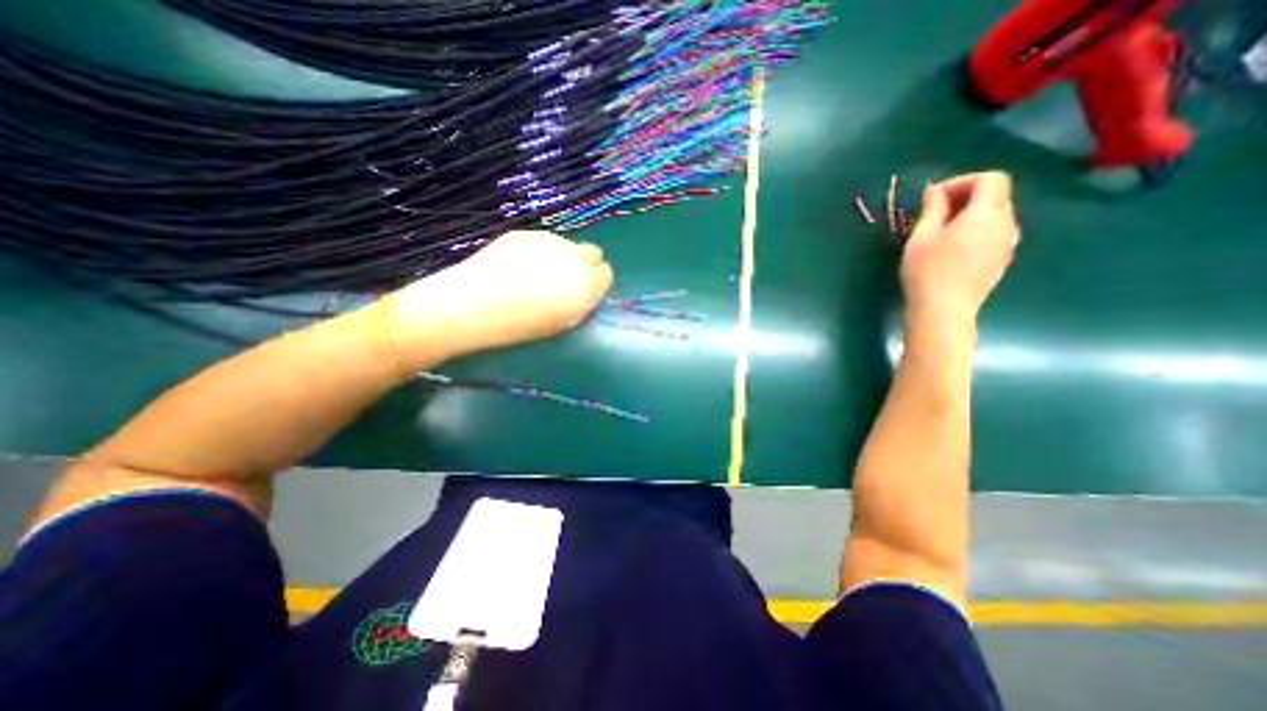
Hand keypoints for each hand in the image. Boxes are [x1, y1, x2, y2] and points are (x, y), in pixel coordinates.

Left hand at [381, 230, 614, 362]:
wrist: (470, 305)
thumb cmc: (518, 325)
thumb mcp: (560, 323)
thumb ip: (580, 303)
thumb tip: (584, 290)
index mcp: (585, 284)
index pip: (606, 274)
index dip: (596, 284)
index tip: (583, 294)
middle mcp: (572, 257)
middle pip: (593, 253)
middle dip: (586, 266)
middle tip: (565, 282)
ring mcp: (548, 240)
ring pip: (568, 245)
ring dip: (562, 257)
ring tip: (536, 275)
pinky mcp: (525, 233)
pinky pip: (544, 241)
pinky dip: (540, 252)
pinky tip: (518, 266)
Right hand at [900, 169, 1017, 328]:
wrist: (943, 310)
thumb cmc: (927, 271)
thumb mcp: (921, 237)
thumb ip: (932, 209)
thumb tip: (936, 193)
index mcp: (987, 213)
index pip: (990, 178)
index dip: (962, 181)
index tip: (933, 197)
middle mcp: (1007, 224)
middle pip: (995, 196)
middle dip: (965, 197)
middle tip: (932, 213)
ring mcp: (1007, 244)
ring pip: (994, 216)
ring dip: (969, 215)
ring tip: (938, 232)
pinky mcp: (1000, 260)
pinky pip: (992, 234)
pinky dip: (974, 231)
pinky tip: (950, 249)